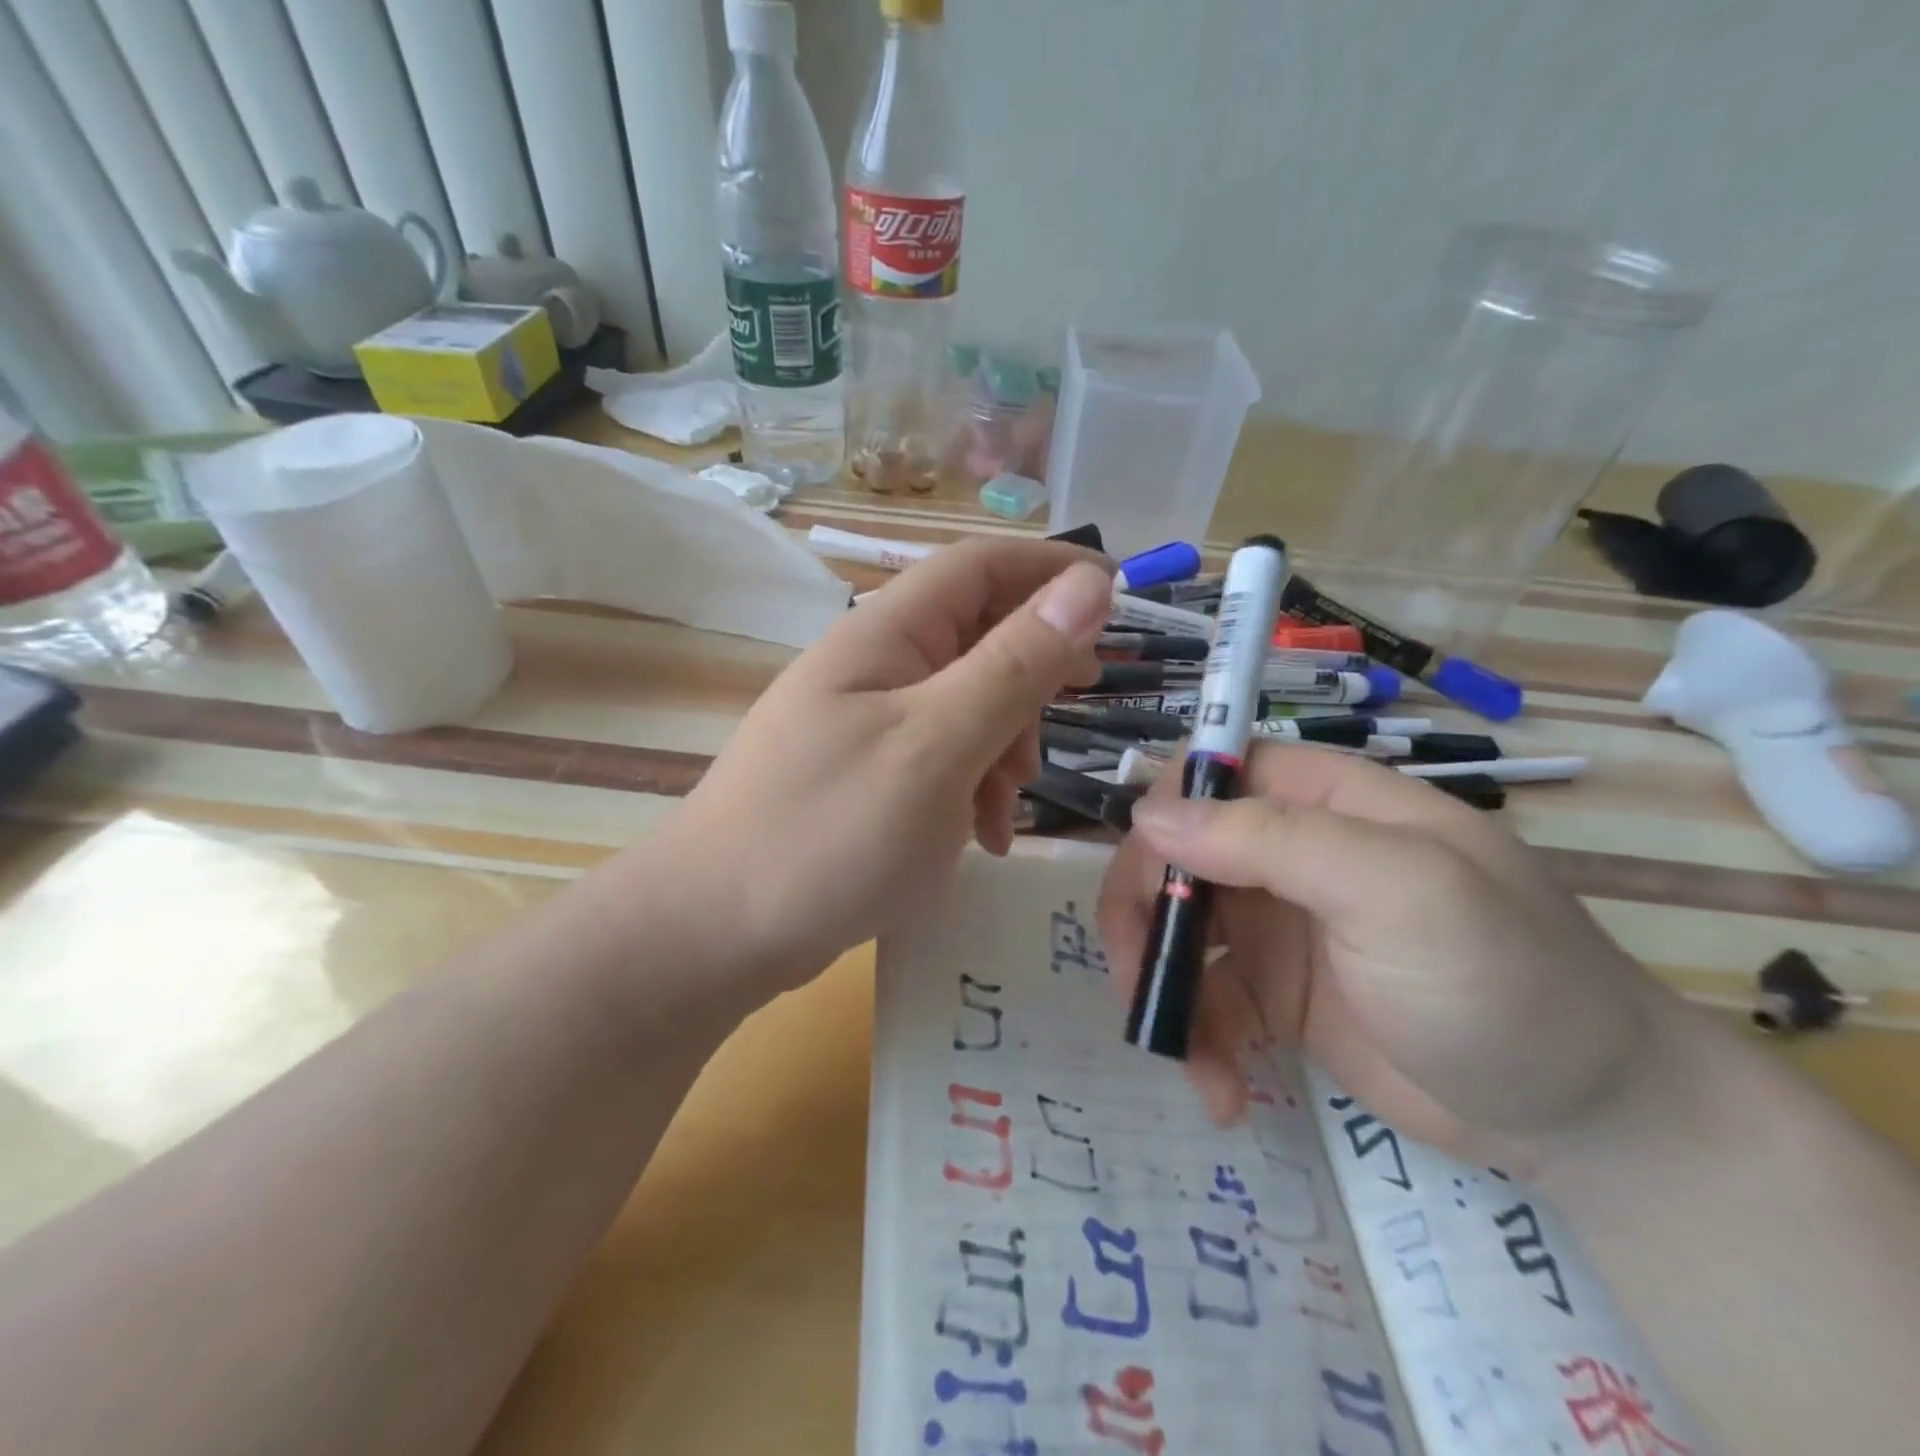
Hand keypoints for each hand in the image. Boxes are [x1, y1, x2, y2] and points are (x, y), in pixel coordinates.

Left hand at [633, 538, 1113, 991]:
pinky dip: (974, 785)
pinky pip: (941, 756)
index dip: (1051, 569)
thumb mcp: (938, 745)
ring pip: (967, 702)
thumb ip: (1014, 664)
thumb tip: (1087, 584)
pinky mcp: (867, 774)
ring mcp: (867, 722)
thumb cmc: (831, 832)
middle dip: (1034, 672)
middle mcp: (875, 665)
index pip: (980, 566)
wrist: (717, 932)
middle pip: (978, 634)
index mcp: (886, 635)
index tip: (1120, 596)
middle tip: (1081, 701)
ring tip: (1010, 805)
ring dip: (1006, 742)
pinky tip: (981, 836)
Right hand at [1100, 741, 1661, 1170]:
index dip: (1166, 813)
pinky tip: (1221, 1093)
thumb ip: (1273, 841)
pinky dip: (1200, 1042)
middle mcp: (1289, 853)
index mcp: (1323, 803)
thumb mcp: (1397, 891)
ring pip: (1178, 930)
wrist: (1593, 1123)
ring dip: (1164, 990)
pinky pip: (1207, 1000)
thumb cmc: (1503, 980)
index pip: (1212, 774)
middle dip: (1145, 915)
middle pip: (1177, 855)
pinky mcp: (1277, 995)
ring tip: (1185, 1058)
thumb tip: (1149, 815)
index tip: (1144, 879)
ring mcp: (1280, 925)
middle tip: (1138, 982)